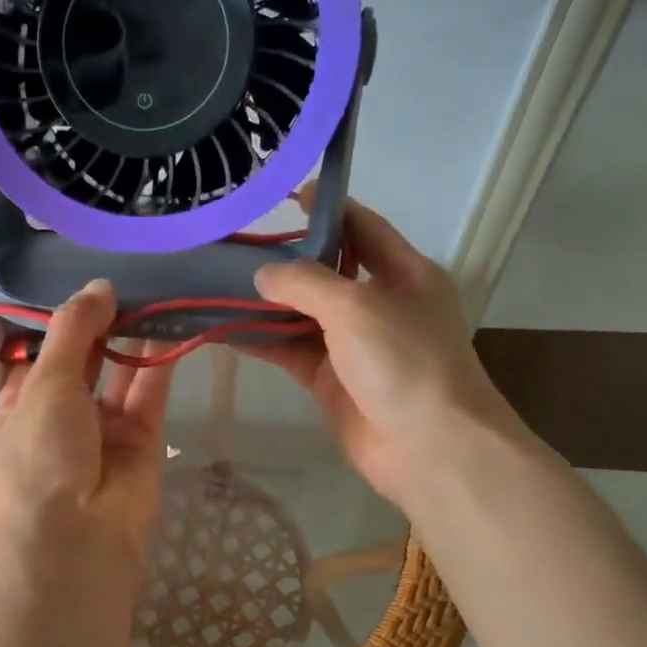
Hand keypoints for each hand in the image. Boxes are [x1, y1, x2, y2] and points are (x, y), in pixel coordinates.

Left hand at [0, 280, 173, 573]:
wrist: (75, 540)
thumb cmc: (40, 454)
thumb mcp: (44, 382)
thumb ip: (72, 330)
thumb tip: (99, 286)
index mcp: (22, 400)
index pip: (40, 348)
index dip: (61, 314)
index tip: (85, 274)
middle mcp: (61, 410)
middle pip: (84, 355)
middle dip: (102, 320)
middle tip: (129, 272)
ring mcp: (103, 426)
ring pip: (120, 370)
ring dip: (134, 334)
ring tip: (155, 287)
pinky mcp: (142, 438)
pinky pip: (150, 391)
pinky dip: (160, 358)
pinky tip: (172, 319)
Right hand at [247, 201, 530, 510]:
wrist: (430, 449)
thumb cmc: (405, 362)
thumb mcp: (356, 306)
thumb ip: (305, 282)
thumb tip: (262, 275)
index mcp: (404, 273)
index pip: (361, 226)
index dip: (325, 208)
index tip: (282, 196)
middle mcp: (379, 303)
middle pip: (325, 270)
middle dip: (282, 259)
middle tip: (232, 245)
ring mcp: (354, 344)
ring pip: (301, 313)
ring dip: (264, 302)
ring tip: (216, 283)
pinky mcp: (332, 379)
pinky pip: (290, 351)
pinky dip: (261, 341)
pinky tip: (223, 330)